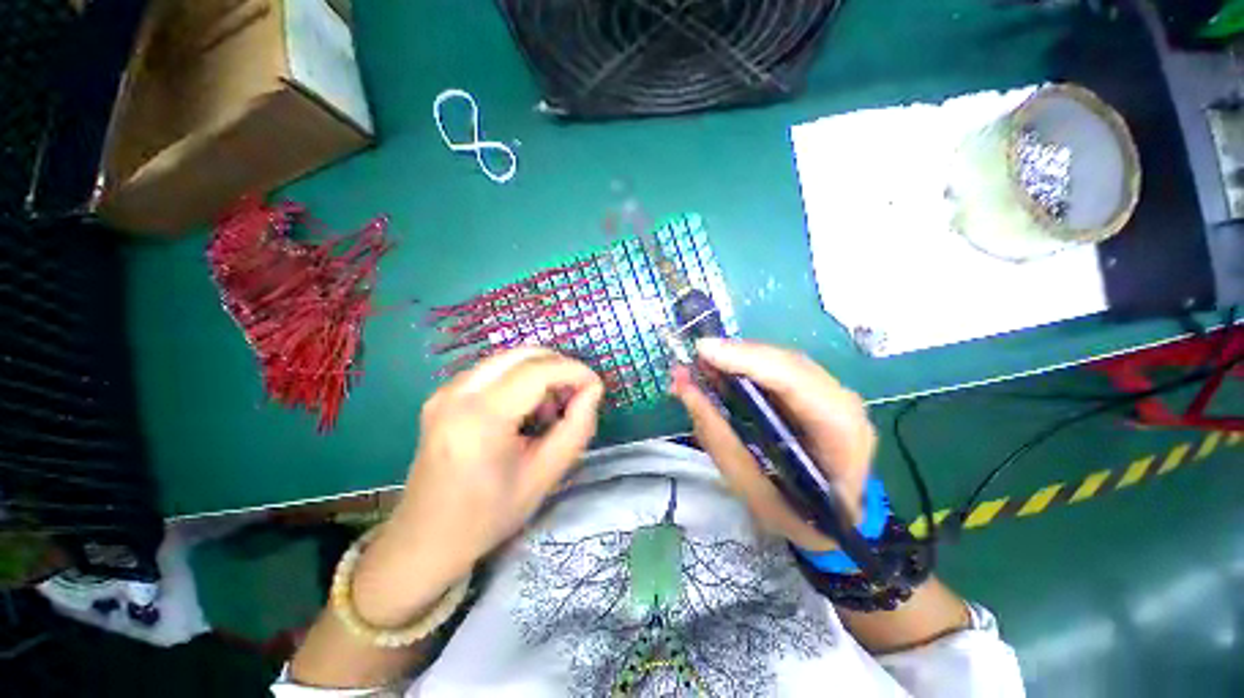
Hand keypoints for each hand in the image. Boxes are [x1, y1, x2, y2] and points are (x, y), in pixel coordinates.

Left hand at [352, 348, 602, 626]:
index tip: (596, 387)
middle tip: (576, 395)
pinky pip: (492, 370)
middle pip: (522, 355)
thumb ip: (576, 428)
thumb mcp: (544, 476)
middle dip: (558, 367)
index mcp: (480, 418)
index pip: (537, 371)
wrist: (425, 540)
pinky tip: (525, 410)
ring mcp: (445, 391)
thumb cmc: (488, 515)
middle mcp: (457, 393)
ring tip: (549, 409)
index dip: (574, 371)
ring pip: (508, 359)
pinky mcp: (443, 395)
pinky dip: (519, 379)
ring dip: (539, 373)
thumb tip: (593, 390)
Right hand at [671, 338, 875, 551]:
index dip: (748, 360)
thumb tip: (684, 388)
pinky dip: (745, 366)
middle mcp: (842, 403)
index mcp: (841, 434)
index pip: (795, 381)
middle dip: (736, 355)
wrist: (838, 522)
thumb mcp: (752, 489)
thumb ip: (718, 436)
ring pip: (780, 360)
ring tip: (701, 365)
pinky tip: (720, 370)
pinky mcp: (816, 391)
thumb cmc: (799, 517)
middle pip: (787, 362)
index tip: (703, 352)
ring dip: (738, 358)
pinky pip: (777, 368)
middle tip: (694, 359)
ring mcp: (832, 393)